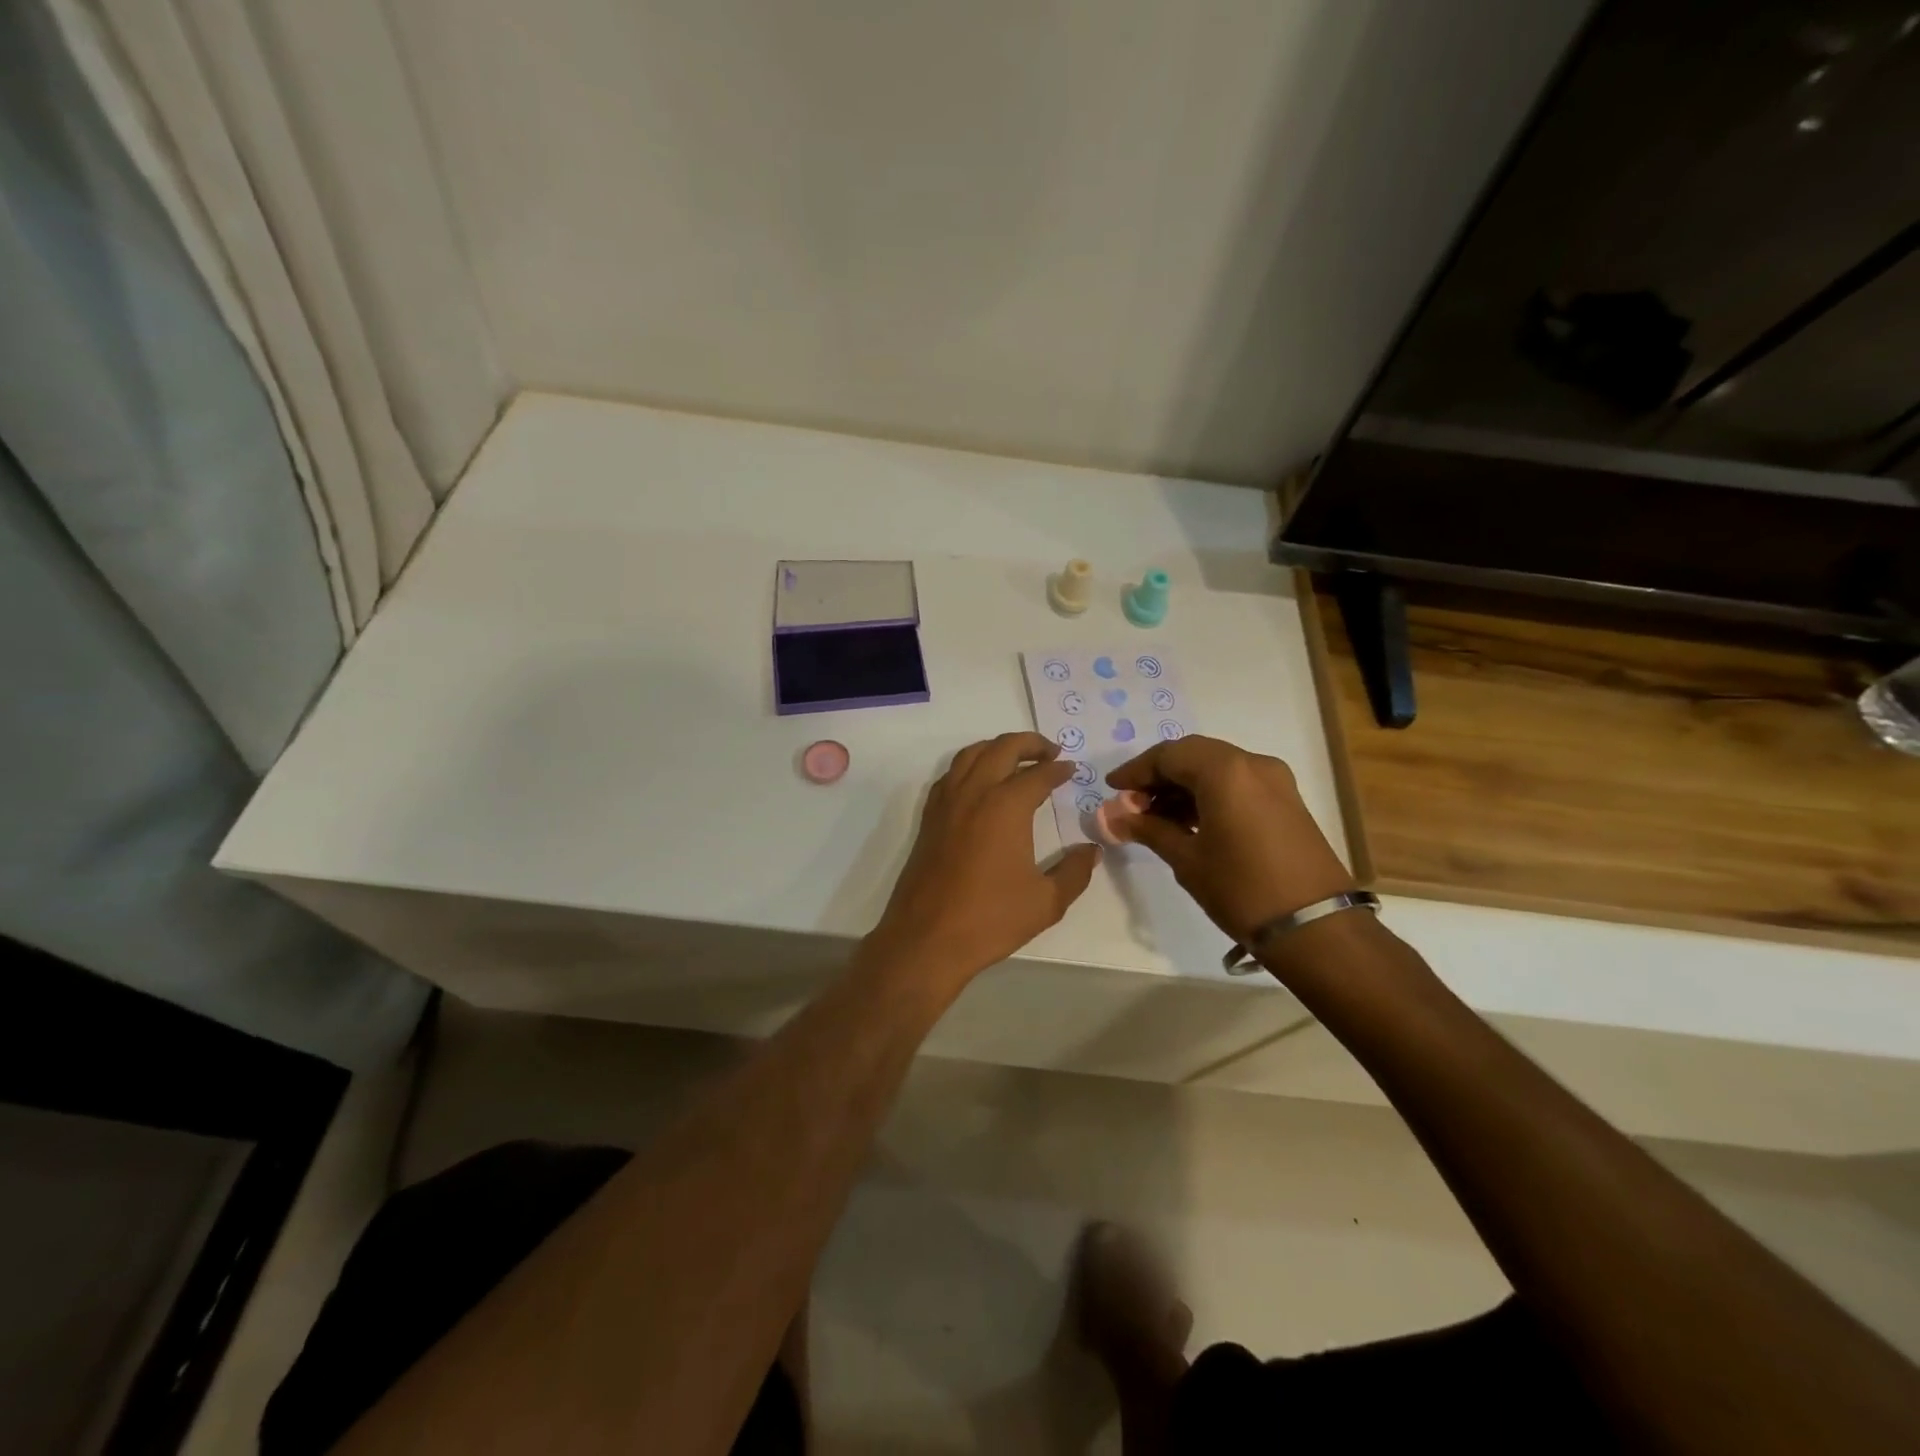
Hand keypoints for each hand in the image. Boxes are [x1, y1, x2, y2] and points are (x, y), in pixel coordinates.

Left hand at [868, 733, 1100, 982]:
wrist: (927, 938)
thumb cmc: (990, 919)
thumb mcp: (1046, 901)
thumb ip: (1074, 872)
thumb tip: (1092, 850)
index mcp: (1006, 806)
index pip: (1037, 775)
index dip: (1058, 769)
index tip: (1071, 770)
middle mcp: (974, 793)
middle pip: (1002, 749)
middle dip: (1029, 744)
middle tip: (1050, 751)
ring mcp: (946, 803)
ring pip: (971, 754)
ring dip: (997, 747)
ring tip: (1016, 758)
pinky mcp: (929, 818)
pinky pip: (950, 774)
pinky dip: (970, 765)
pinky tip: (980, 783)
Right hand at [1105, 736, 1354, 942]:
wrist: (1315, 927)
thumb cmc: (1242, 889)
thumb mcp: (1187, 859)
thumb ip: (1149, 829)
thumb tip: (1115, 816)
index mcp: (1225, 771)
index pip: (1168, 755)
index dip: (1136, 770)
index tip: (1112, 788)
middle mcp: (1252, 763)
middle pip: (1193, 755)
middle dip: (1159, 776)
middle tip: (1132, 803)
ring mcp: (1274, 780)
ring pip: (1216, 767)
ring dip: (1183, 785)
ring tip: (1155, 817)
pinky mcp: (1286, 799)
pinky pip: (1237, 782)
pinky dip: (1208, 793)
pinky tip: (1189, 821)